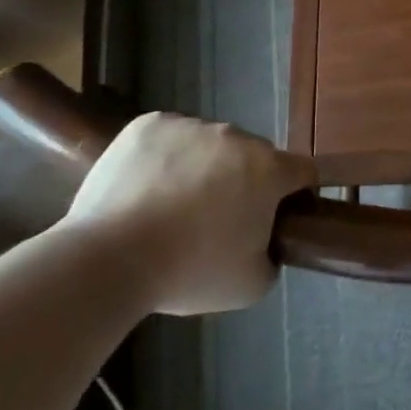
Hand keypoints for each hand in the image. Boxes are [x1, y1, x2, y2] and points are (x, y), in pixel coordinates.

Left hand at [65, 113, 316, 315]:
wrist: (107, 259)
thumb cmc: (188, 272)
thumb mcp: (251, 285)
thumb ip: (272, 256)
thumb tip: (265, 242)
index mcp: (268, 170)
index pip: (303, 171)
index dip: (298, 192)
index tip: (280, 215)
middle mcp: (236, 137)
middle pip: (253, 156)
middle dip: (244, 181)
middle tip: (217, 219)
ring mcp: (191, 126)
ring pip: (210, 144)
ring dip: (204, 167)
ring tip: (171, 206)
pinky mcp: (149, 124)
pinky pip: (171, 136)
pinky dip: (166, 156)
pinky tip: (147, 187)